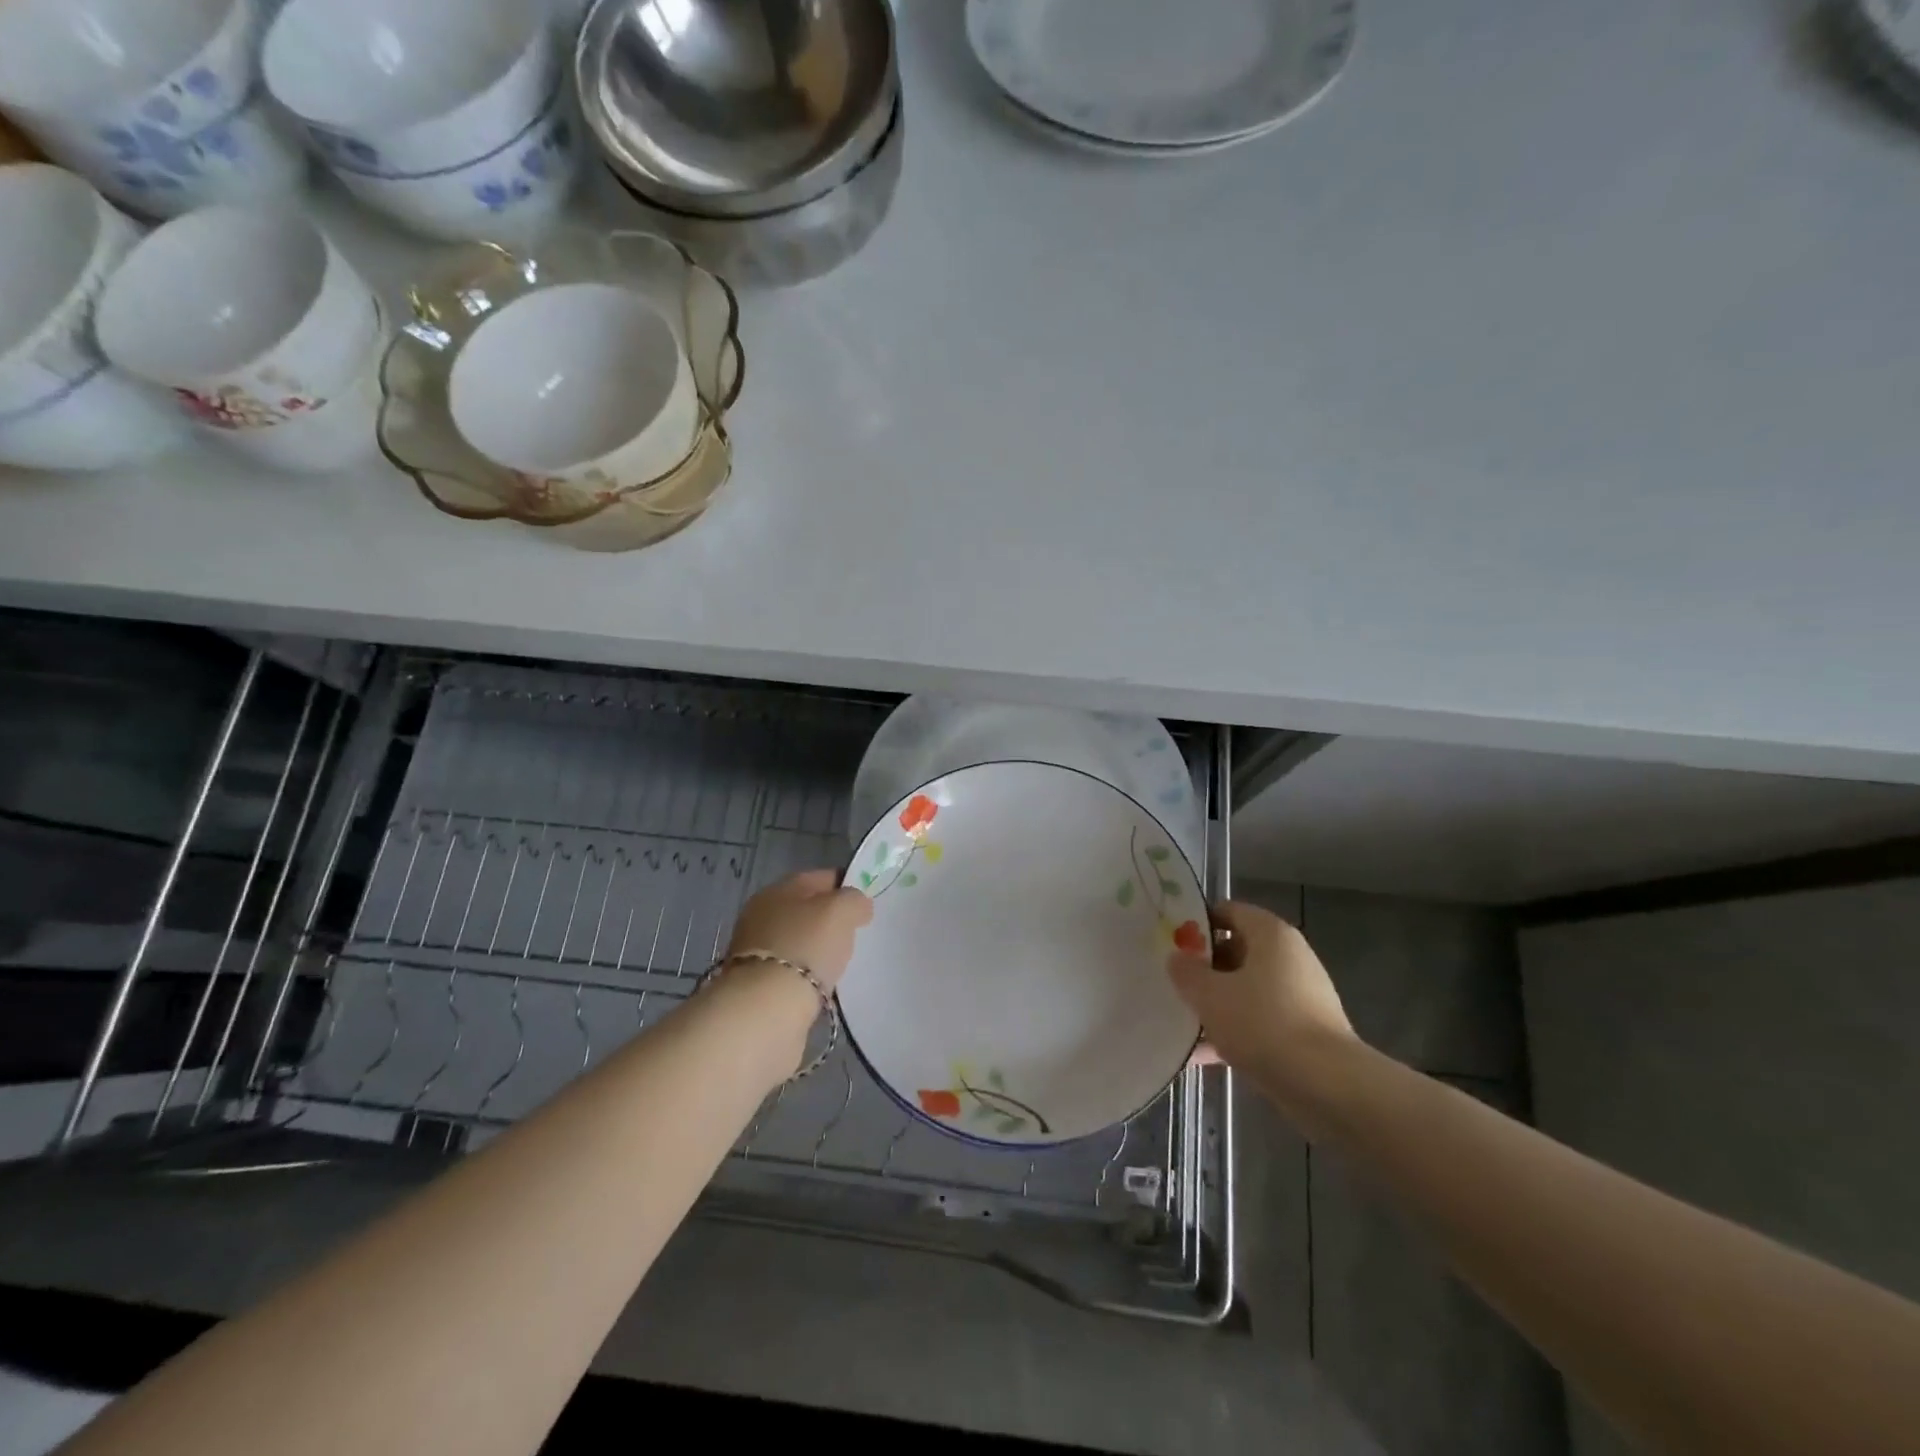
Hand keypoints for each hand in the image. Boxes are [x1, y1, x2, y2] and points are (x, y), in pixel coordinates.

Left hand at [724, 869, 872, 991]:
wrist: (766, 1008)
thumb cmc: (807, 946)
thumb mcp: (842, 911)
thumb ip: (855, 900)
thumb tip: (857, 905)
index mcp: (780, 888)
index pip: (822, 878)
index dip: (847, 887)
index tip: (866, 906)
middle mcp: (761, 913)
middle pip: (807, 909)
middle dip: (830, 920)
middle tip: (855, 935)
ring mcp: (755, 949)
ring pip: (798, 939)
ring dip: (817, 948)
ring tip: (840, 963)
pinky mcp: (755, 982)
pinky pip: (791, 968)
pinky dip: (806, 973)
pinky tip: (820, 983)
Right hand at [1167, 901, 1356, 1092]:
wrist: (1327, 1086)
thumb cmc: (1263, 1023)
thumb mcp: (1210, 995)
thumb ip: (1187, 972)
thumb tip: (1177, 957)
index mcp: (1271, 935)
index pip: (1229, 911)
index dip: (1197, 923)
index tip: (1170, 942)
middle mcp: (1290, 957)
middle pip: (1237, 951)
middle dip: (1204, 967)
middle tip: (1172, 981)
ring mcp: (1301, 996)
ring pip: (1247, 989)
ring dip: (1216, 1003)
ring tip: (1181, 1020)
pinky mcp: (1305, 1031)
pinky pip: (1260, 1021)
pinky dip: (1234, 1032)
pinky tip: (1201, 1055)